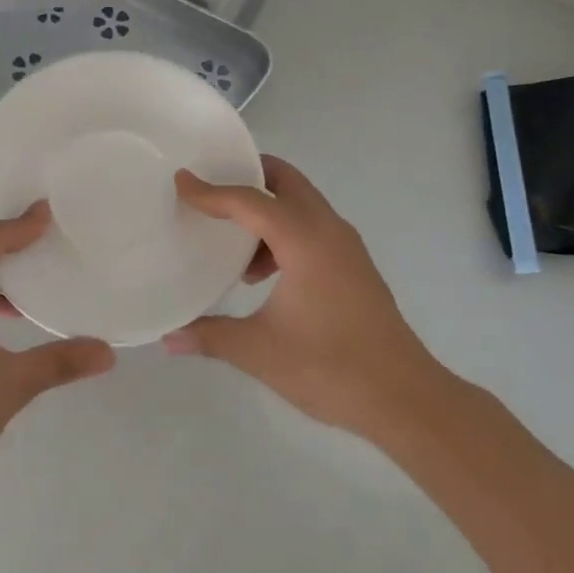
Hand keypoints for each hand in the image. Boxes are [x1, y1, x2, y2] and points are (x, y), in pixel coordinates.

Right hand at [163, 155, 447, 437]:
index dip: (211, 191)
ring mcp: (346, 247)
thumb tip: (169, 338)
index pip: (250, 201)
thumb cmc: (330, 368)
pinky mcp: (354, 266)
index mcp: (304, 241)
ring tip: (231, 239)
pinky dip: (283, 231)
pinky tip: (261, 274)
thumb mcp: (259, 351)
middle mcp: (328, 231)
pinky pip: (312, 227)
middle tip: (210, 185)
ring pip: (302, 203)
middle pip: (286, 181)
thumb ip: (210, 337)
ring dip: (266, 207)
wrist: (405, 398)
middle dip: (248, 174)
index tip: (180, 181)